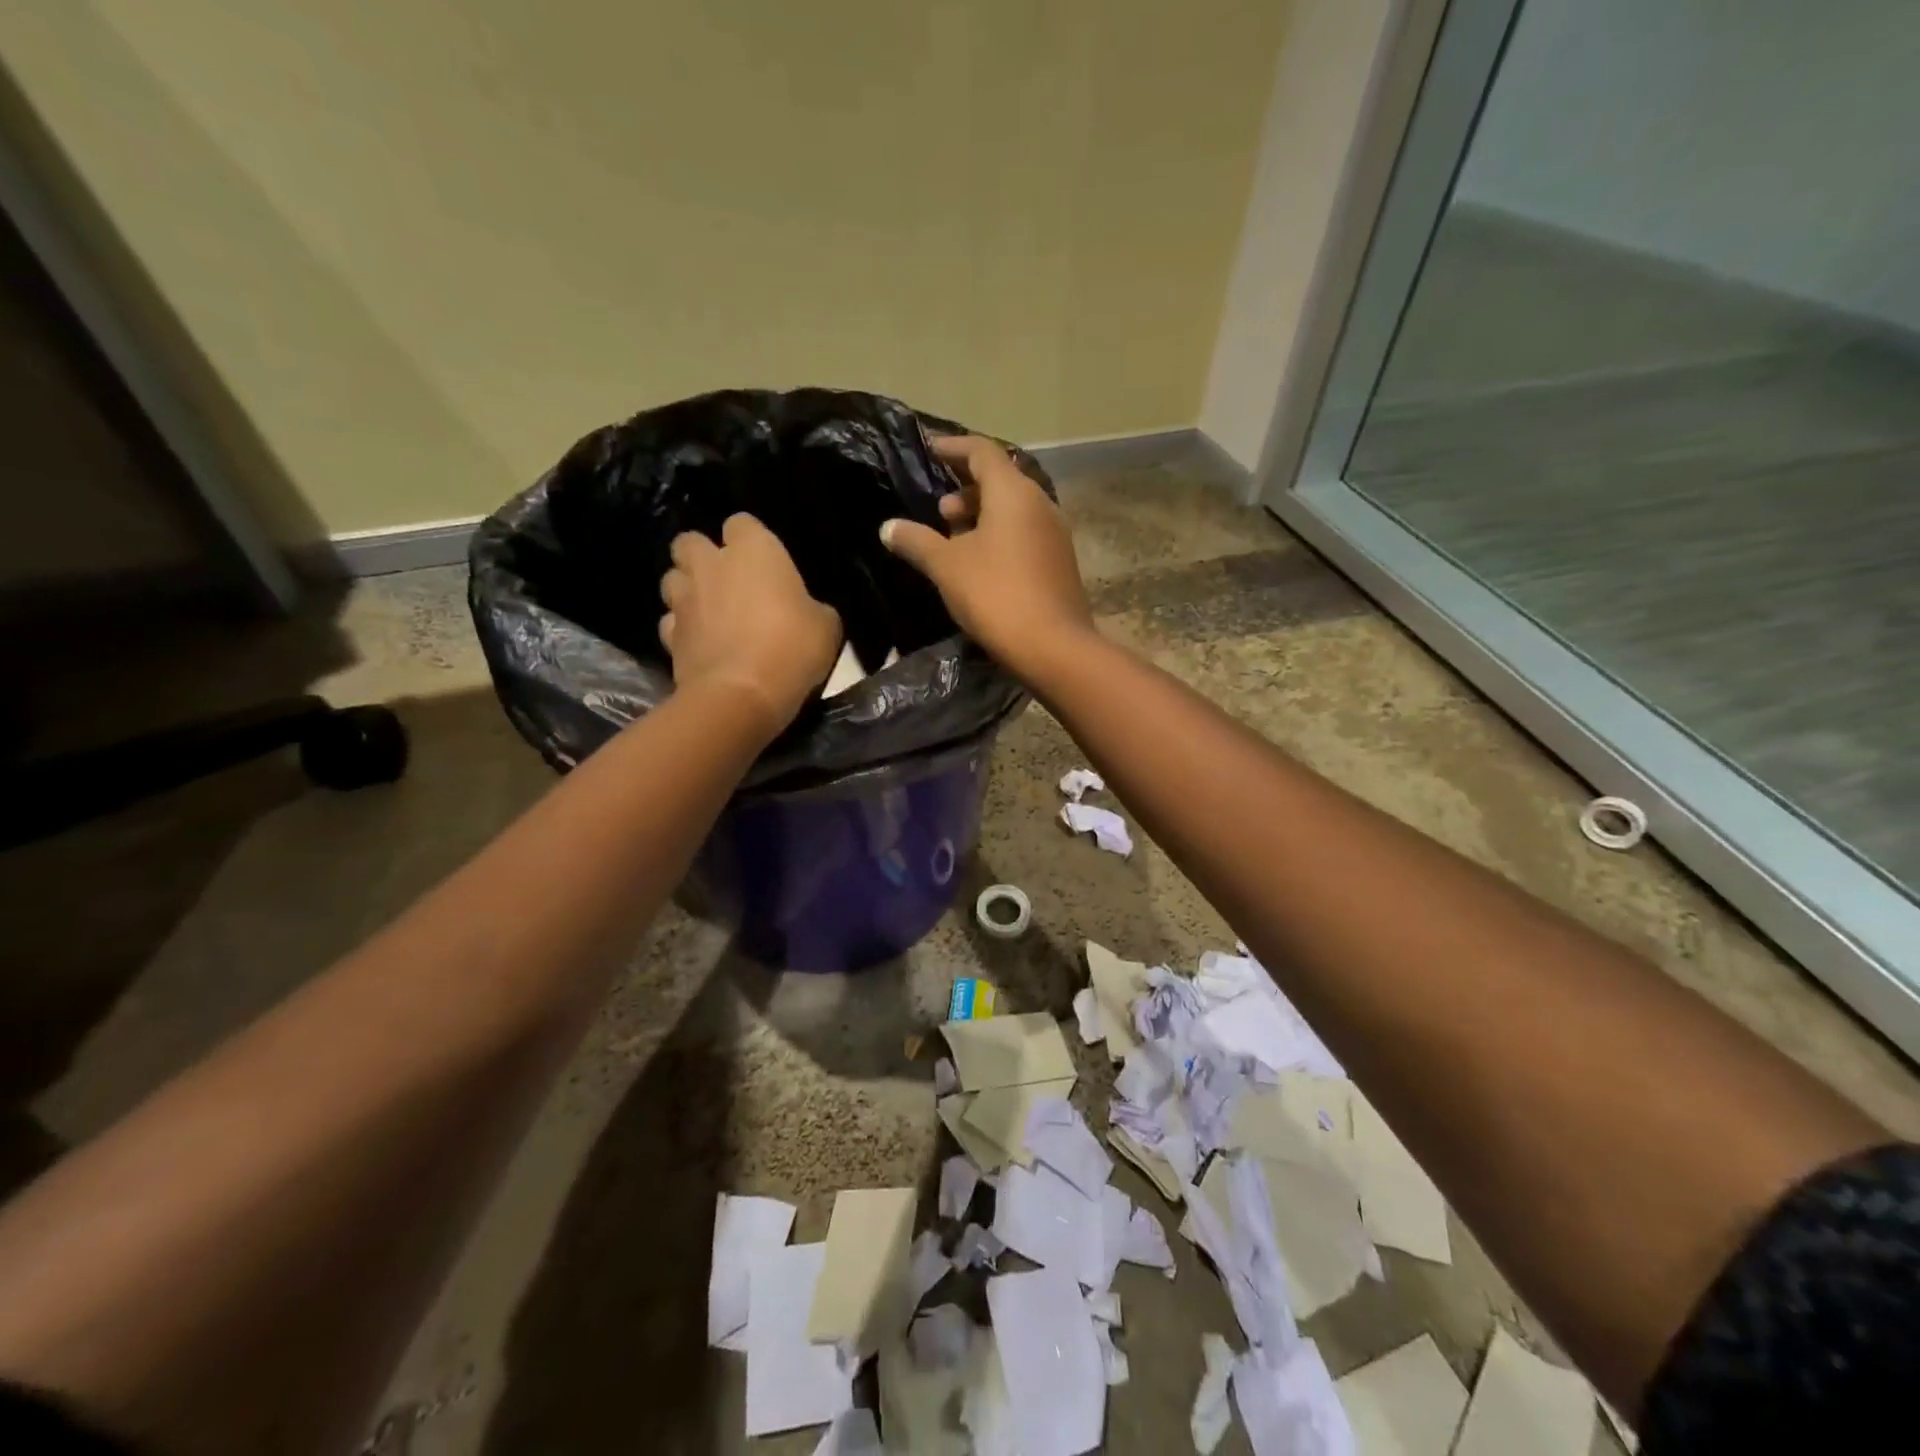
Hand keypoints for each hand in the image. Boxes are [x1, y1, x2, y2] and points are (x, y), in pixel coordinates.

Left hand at [659, 514, 842, 732]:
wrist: (741, 695)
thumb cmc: (791, 649)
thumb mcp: (826, 626)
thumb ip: (812, 607)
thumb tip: (805, 611)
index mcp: (754, 550)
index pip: (741, 523)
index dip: (750, 540)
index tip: (764, 562)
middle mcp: (711, 564)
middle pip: (690, 541)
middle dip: (703, 556)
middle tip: (726, 580)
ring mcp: (684, 599)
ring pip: (672, 578)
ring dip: (687, 589)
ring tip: (708, 611)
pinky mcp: (668, 635)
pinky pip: (671, 622)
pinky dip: (682, 629)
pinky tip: (700, 644)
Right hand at [880, 435, 1094, 678]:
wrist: (1053, 647)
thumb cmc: (996, 595)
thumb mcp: (946, 567)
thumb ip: (916, 541)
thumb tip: (888, 527)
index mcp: (1013, 493)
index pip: (981, 451)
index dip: (953, 447)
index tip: (929, 449)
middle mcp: (1040, 504)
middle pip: (1000, 480)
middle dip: (965, 488)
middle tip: (939, 511)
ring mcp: (1055, 534)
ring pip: (1013, 510)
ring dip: (982, 515)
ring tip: (953, 538)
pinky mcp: (1059, 562)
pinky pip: (1024, 534)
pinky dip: (999, 536)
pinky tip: (980, 563)